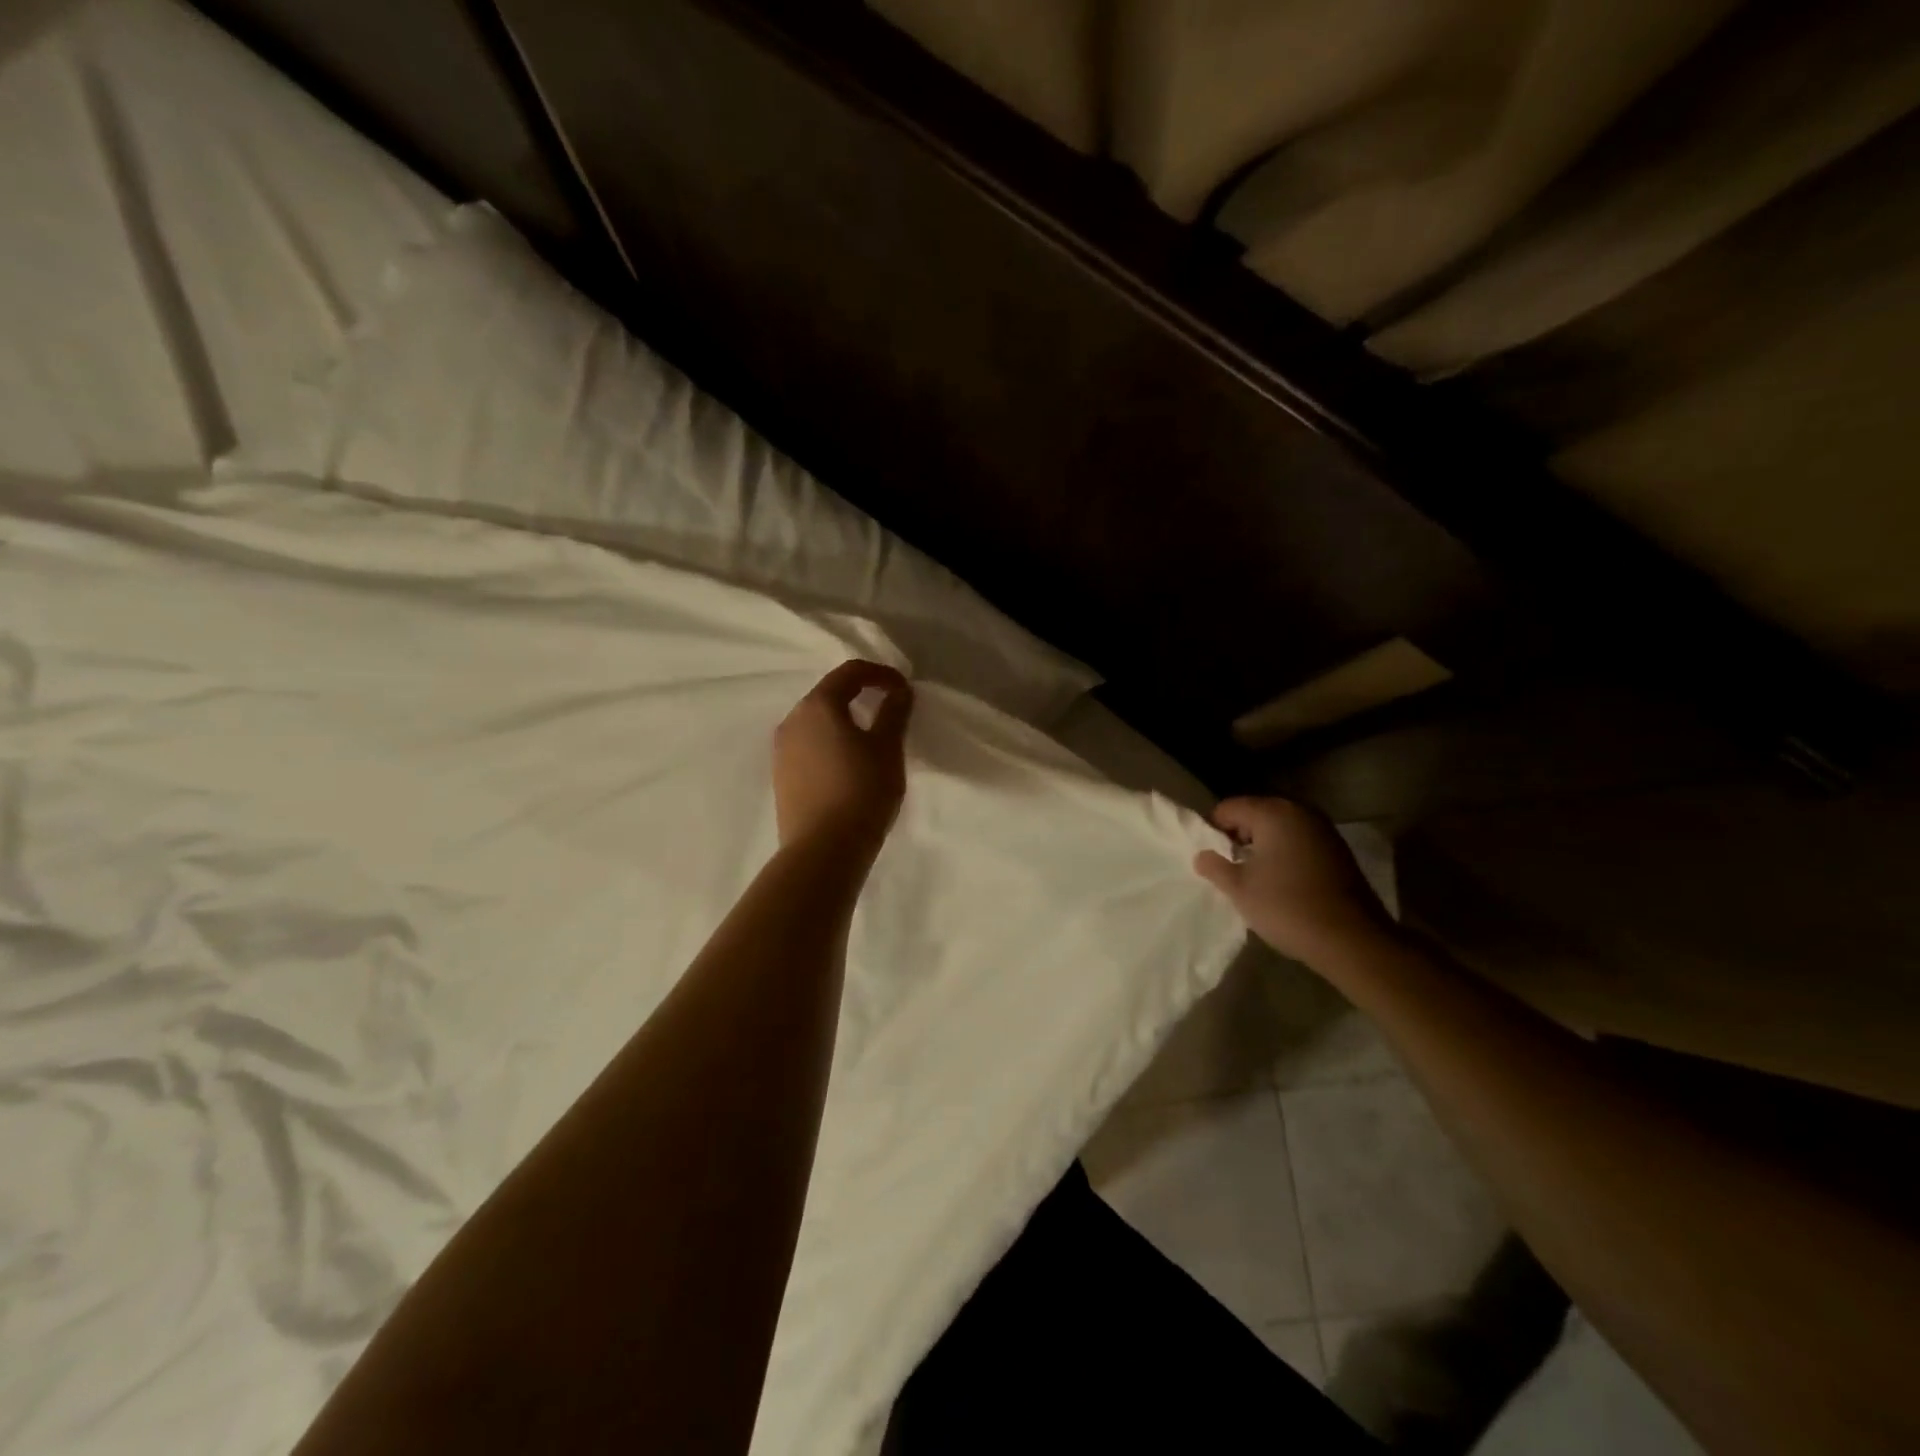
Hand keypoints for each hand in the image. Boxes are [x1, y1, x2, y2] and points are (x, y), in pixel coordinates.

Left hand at [774, 660, 913, 860]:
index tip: (904, 689)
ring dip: (843, 720)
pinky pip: (808, 746)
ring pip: (816, 722)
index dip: (881, 674)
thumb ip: (894, 712)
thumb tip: (899, 691)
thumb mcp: (888, 749)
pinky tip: (847, 765)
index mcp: (818, 705)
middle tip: (889, 709)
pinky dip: (830, 743)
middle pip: (829, 694)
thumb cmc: (861, 791)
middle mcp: (792, 720)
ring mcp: (781, 750)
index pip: (850, 672)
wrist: (823, 851)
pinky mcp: (781, 776)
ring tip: (870, 739)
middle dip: (860, 694)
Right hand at [1193, 797, 1394, 966]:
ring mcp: (1324, 830)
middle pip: (1256, 813)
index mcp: (1273, 813)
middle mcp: (1300, 811)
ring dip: (1263, 846)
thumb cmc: (1286, 906)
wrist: (1351, 939)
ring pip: (1280, 828)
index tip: (1210, 857)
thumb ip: (1216, 867)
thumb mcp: (1239, 889)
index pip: (1229, 808)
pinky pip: (1300, 842)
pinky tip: (1282, 881)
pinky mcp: (1338, 850)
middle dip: (1239, 836)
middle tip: (1229, 866)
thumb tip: (1202, 856)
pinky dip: (1286, 854)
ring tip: (1254, 876)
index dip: (1213, 829)